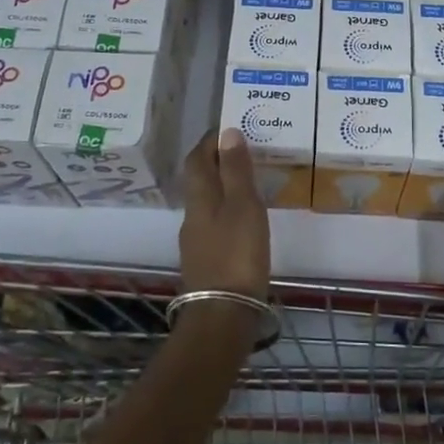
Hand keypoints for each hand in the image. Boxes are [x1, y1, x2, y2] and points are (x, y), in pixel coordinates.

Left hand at [179, 128, 271, 304]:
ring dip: (223, 187)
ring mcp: (197, 241)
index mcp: (200, 198)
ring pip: (207, 203)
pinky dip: (228, 211)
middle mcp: (193, 216)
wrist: (223, 315)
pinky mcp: (207, 262)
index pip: (197, 159)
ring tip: (250, 182)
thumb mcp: (243, 206)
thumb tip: (227, 132)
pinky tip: (246, 220)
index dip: (210, 141)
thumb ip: (235, 170)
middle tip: (245, 151)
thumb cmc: (237, 254)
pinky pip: (215, 223)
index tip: (230, 128)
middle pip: (200, 180)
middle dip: (217, 162)